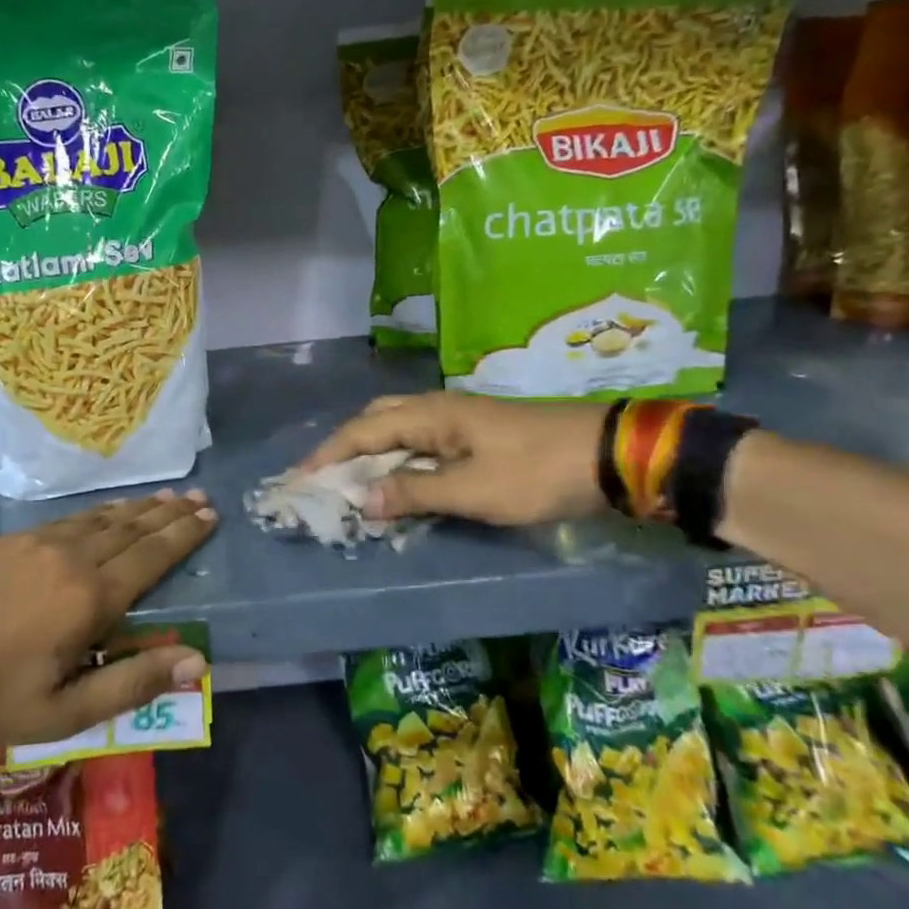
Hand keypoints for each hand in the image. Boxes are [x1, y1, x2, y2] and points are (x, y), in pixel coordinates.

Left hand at [0, 490, 216, 748]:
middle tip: (197, 497)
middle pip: (130, 529)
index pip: (151, 557)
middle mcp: (70, 558)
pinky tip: (102, 513)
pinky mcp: (6, 541)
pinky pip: (67, 519)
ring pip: (99, 519)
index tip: (209, 516)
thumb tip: (198, 661)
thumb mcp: (64, 712)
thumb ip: (133, 683)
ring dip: (135, 508)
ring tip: (161, 498)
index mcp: (90, 597)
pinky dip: (96, 513)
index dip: (183, 536)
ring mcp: (35, 543)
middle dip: (167, 513)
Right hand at [301, 393, 608, 525]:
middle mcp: (439, 408)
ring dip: (373, 453)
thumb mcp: (473, 490)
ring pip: (400, 429)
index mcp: (431, 415)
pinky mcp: (478, 434)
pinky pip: (423, 442)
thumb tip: (362, 499)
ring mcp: (460, 419)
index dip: (329, 454)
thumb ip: (415, 493)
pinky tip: (401, 481)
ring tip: (354, 483)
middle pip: (377, 420)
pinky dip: (400, 459)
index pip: (363, 430)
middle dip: (346, 447)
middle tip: (325, 479)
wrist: (609, 455)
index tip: (299, 479)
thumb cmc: (536, 471)